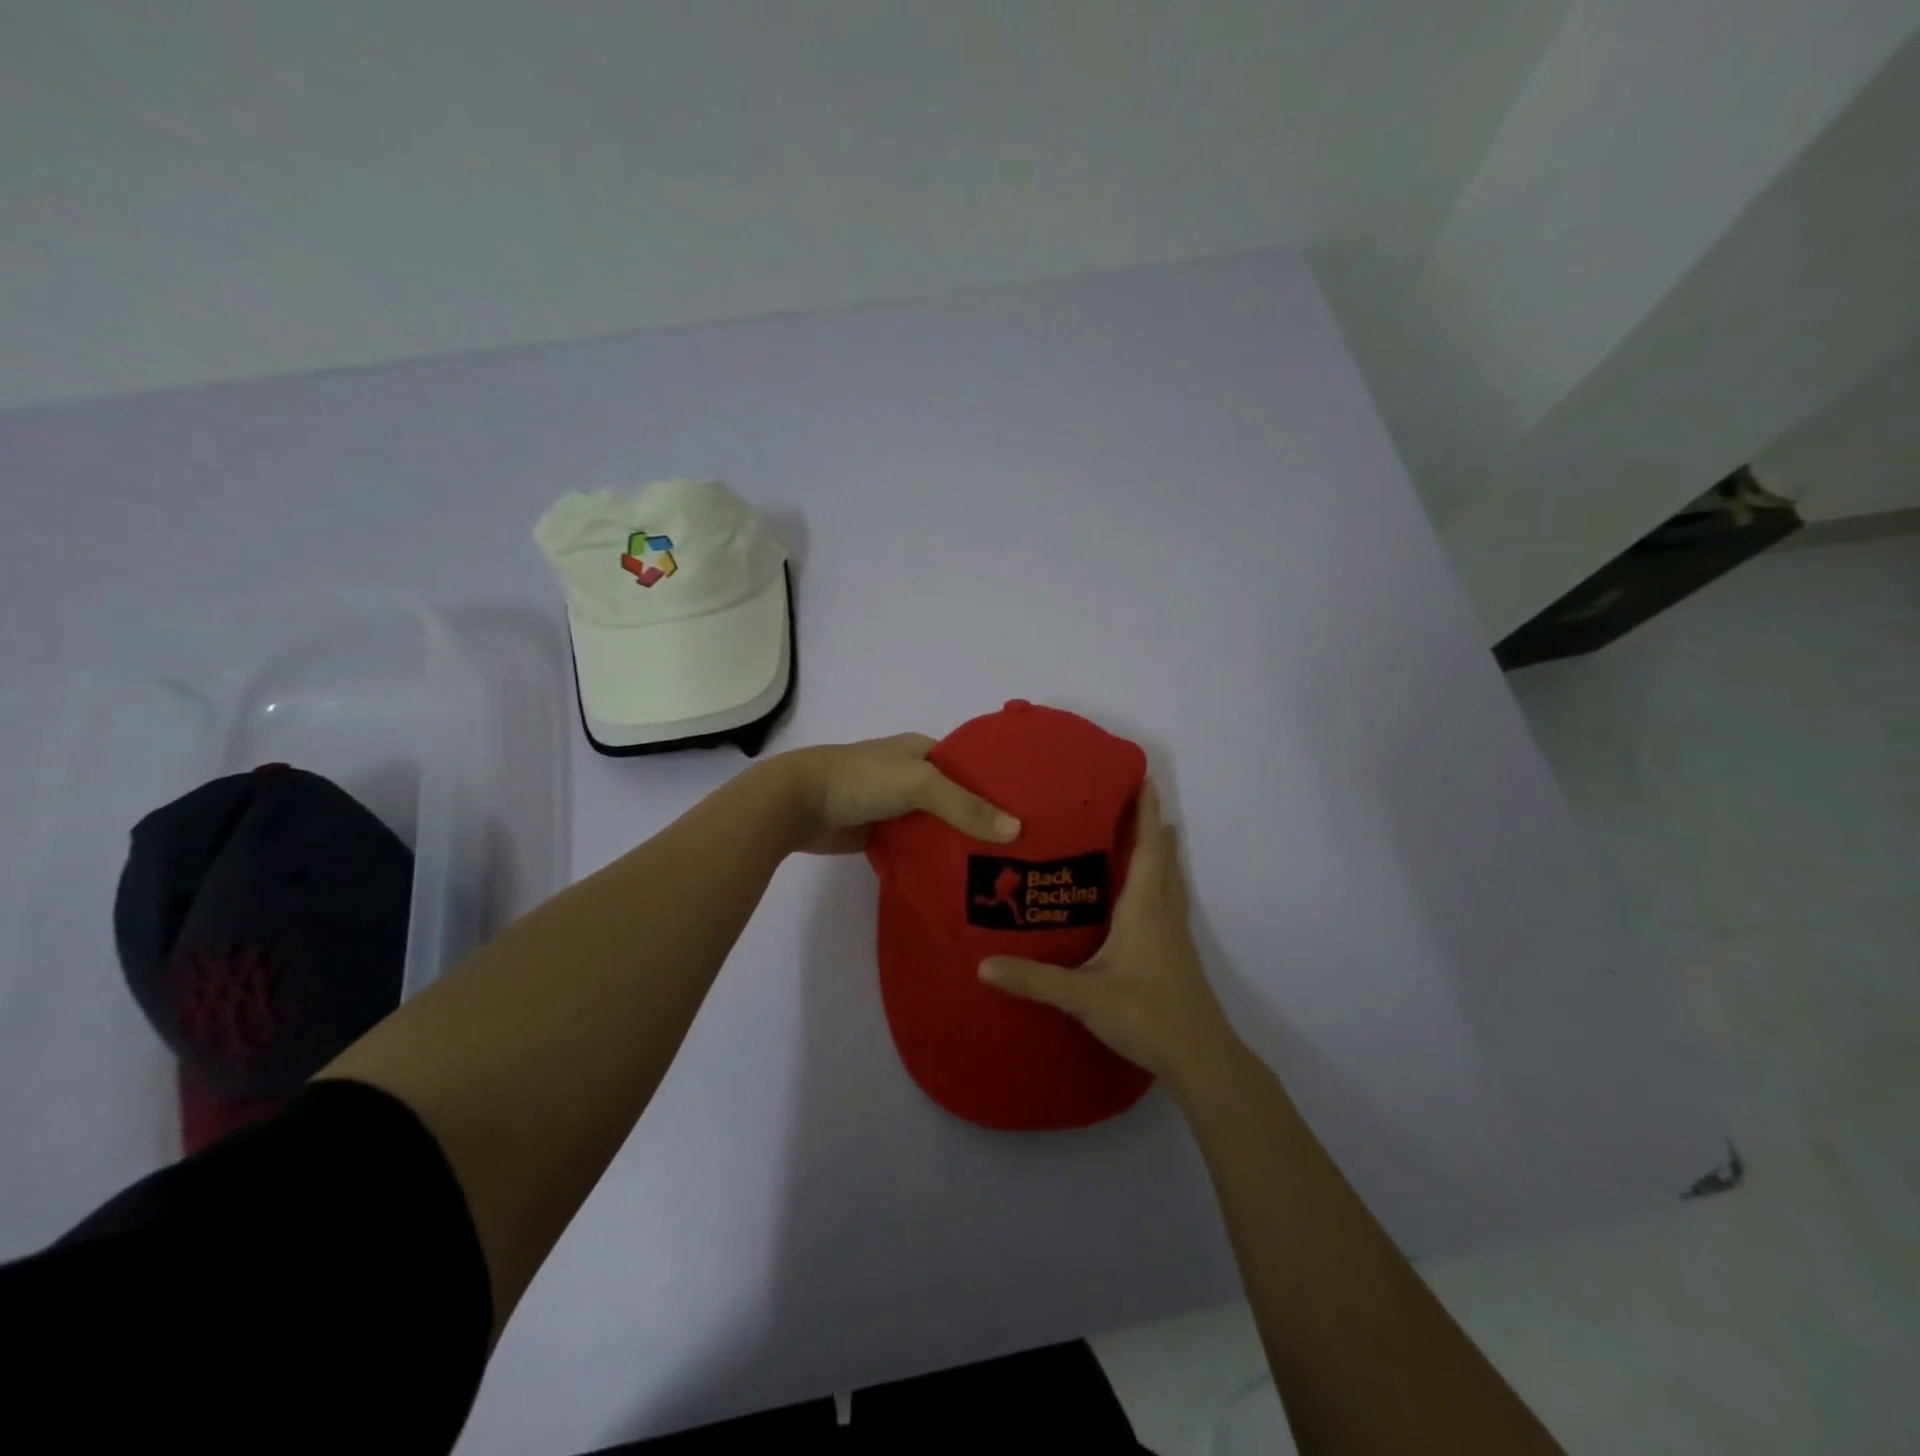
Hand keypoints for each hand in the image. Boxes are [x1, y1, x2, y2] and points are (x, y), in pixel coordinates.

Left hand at [773, 733, 1020, 855]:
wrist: (798, 804)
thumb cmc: (861, 779)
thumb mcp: (919, 784)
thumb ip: (965, 806)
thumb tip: (1015, 830)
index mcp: (923, 751)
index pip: (972, 766)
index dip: (1000, 784)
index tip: (1032, 809)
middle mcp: (913, 776)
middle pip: (958, 799)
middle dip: (985, 819)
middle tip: (1026, 847)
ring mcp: (897, 807)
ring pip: (938, 825)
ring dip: (961, 842)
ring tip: (1004, 868)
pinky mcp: (882, 835)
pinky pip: (917, 847)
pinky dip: (935, 859)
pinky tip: (962, 878)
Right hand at [979, 780, 1237, 1083]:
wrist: (1200, 1057)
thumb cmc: (1146, 1014)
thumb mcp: (1084, 997)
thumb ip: (1034, 980)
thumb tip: (983, 966)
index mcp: (1144, 908)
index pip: (1148, 848)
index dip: (1147, 812)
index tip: (1144, 778)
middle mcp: (1163, 912)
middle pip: (1162, 857)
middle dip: (1151, 824)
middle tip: (1131, 798)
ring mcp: (1174, 934)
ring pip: (1169, 879)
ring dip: (1158, 851)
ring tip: (1143, 832)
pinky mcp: (1176, 953)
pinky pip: (1167, 900)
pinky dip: (1158, 880)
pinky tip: (1143, 894)